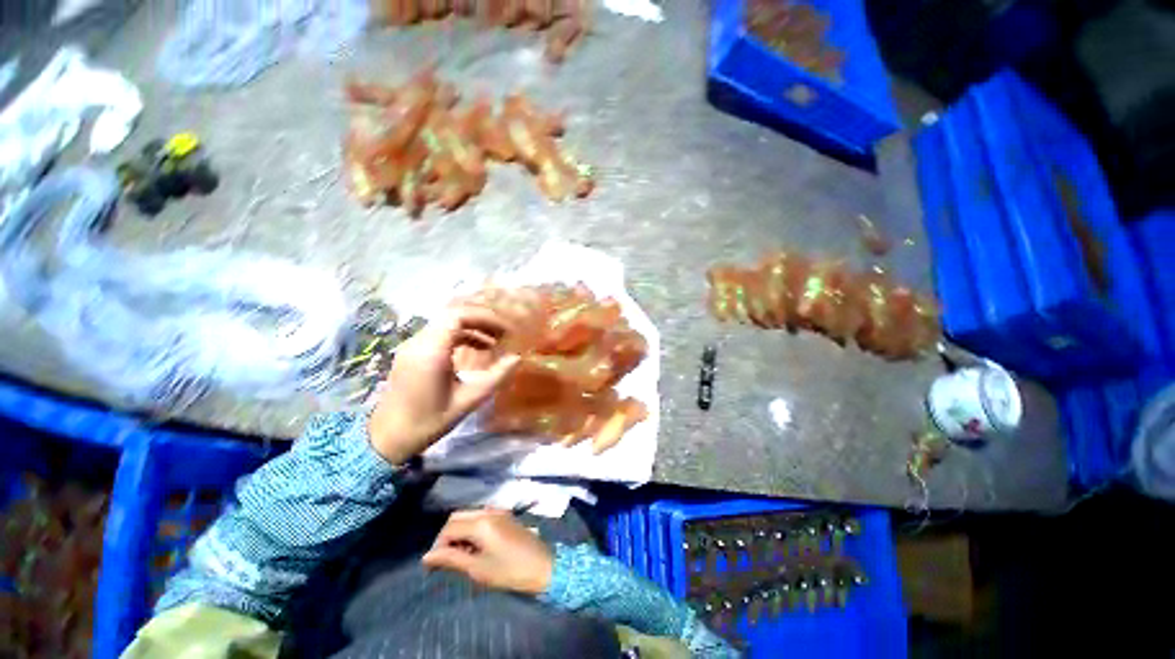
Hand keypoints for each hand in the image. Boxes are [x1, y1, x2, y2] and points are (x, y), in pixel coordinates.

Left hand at [368, 303, 519, 464]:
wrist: (388, 438)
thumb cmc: (429, 421)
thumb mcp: (468, 400)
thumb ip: (495, 377)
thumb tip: (517, 358)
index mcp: (431, 352)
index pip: (458, 316)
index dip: (485, 318)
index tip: (505, 331)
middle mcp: (418, 342)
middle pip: (453, 315)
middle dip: (482, 320)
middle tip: (503, 334)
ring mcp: (412, 346)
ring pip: (446, 322)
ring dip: (472, 327)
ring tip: (494, 342)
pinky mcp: (411, 352)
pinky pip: (439, 333)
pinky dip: (460, 335)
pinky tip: (475, 350)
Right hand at [421, 509, 553, 594]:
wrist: (543, 566)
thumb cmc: (509, 571)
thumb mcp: (477, 568)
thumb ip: (451, 559)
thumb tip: (427, 556)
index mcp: (481, 522)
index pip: (449, 528)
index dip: (437, 546)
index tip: (432, 566)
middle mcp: (488, 511)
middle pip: (457, 517)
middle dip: (447, 536)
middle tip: (444, 560)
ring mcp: (498, 511)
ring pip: (469, 515)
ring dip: (459, 532)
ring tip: (460, 557)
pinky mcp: (505, 516)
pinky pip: (481, 517)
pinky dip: (472, 529)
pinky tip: (474, 548)